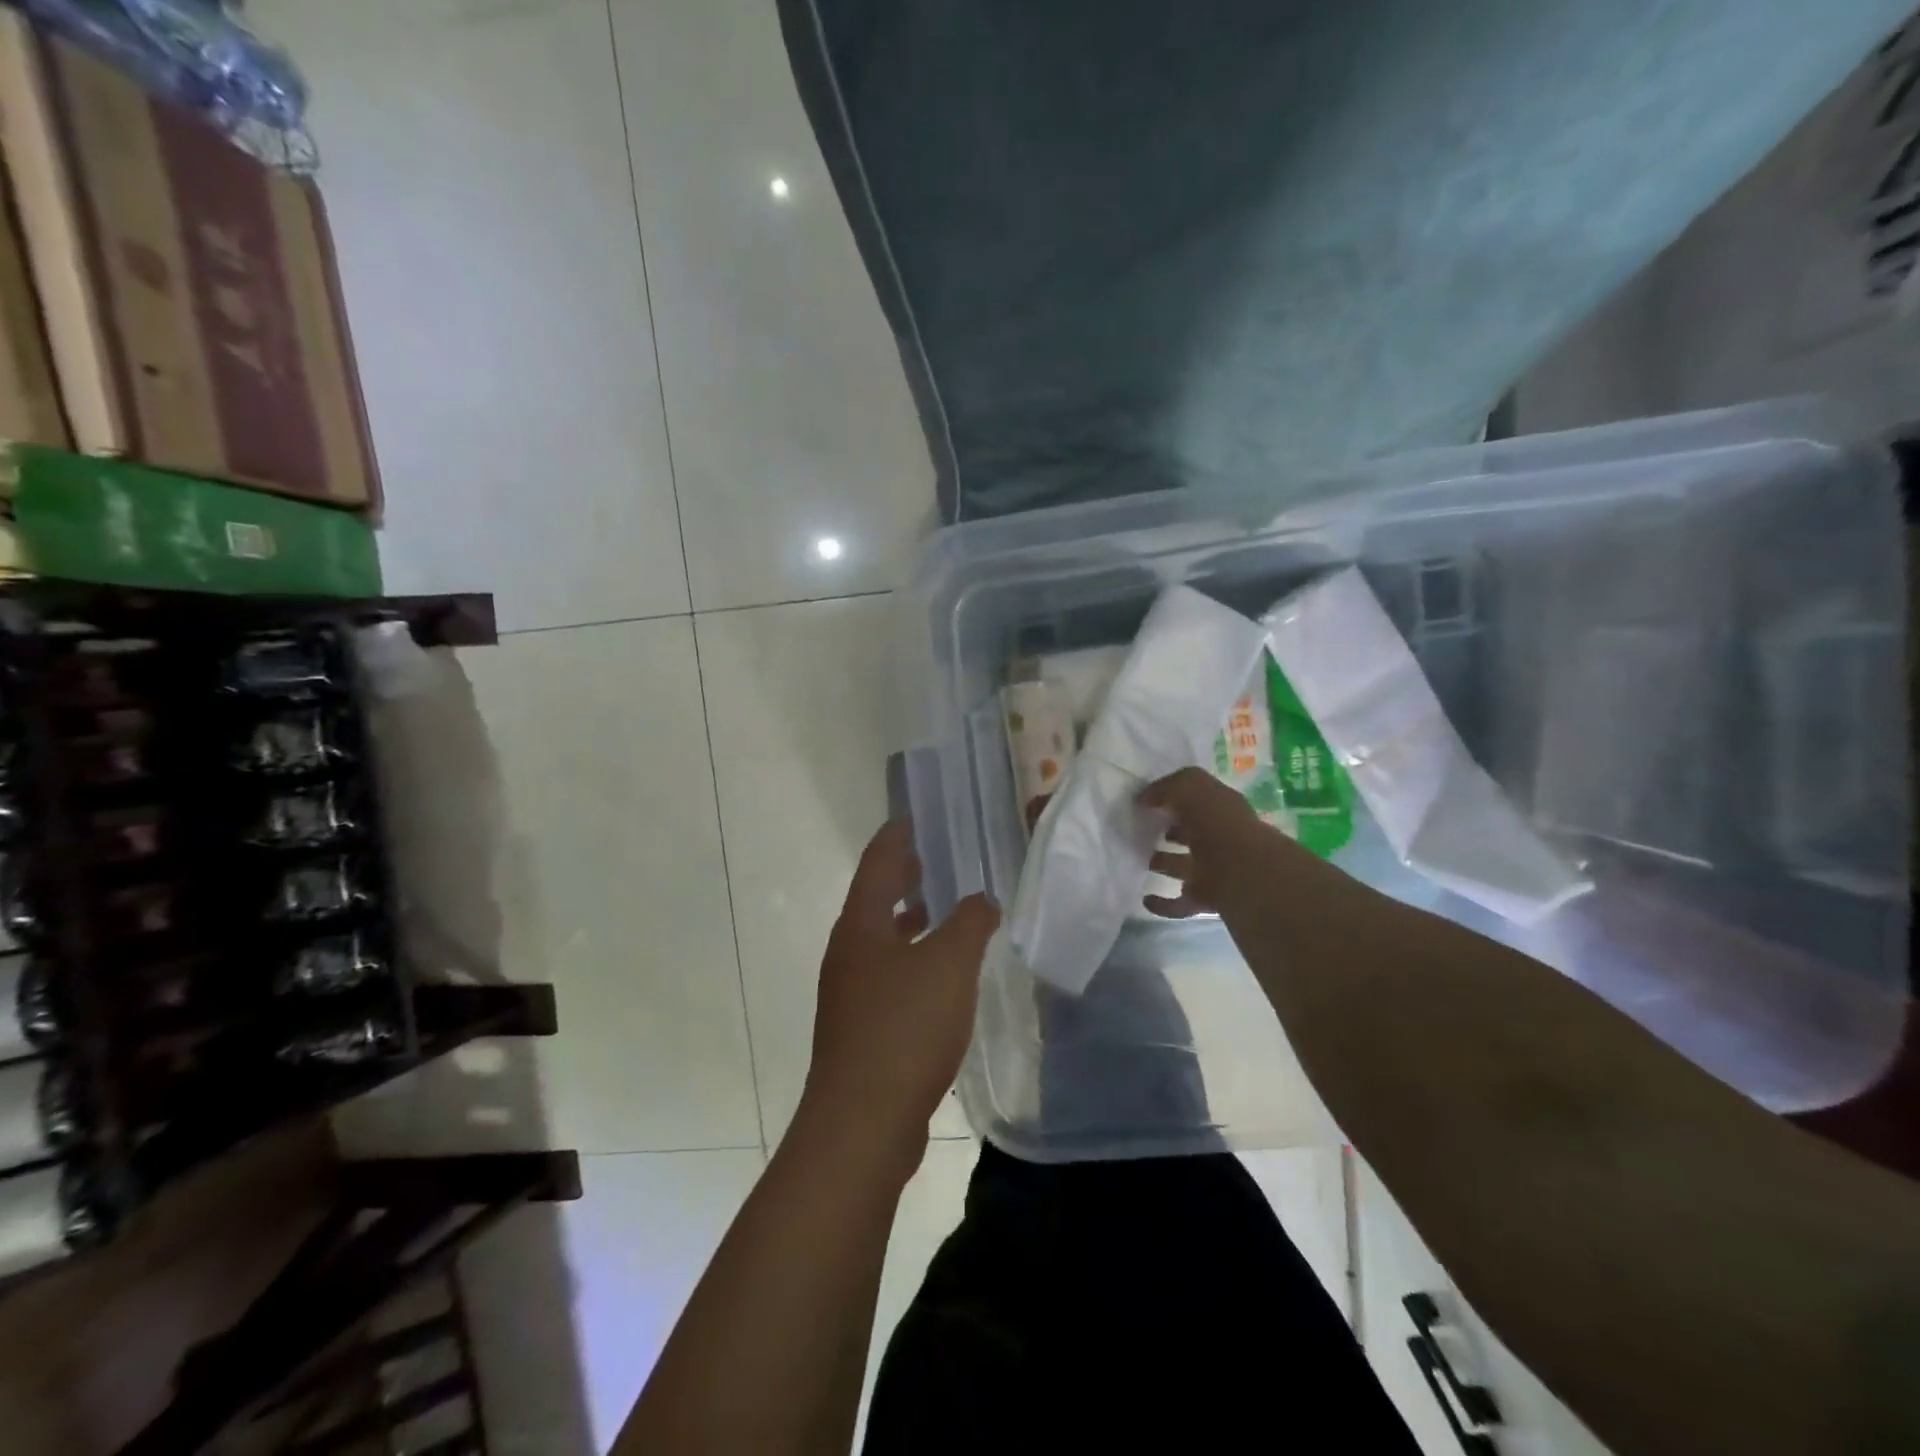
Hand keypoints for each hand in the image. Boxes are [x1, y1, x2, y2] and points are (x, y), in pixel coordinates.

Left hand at [797, 819, 999, 1174]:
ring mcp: (851, 990)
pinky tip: (942, 974)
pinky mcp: (861, 1025)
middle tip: (939, 855)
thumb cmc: (904, 1028)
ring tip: (946, 908)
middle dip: (906, 874)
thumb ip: (970, 923)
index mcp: (861, 924)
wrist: (863, 1122)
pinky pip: (889, 972)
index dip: (898, 834)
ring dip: (911, 918)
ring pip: (883, 937)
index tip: (918, 814)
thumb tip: (982, 899)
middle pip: (876, 897)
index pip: (878, 861)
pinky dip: (914, 957)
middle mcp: (849, 950)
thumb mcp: (949, 965)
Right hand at [1138, 766, 1285, 917]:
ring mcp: (1212, 872)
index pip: (1194, 803)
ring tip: (1136, 860)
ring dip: (1162, 865)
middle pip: (1189, 835)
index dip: (1172, 800)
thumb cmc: (1217, 822)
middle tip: (1138, 831)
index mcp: (1219, 811)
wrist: (1240, 871)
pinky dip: (1163, 904)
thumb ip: (1165, 787)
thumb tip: (1142, 799)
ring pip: (1182, 867)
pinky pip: (1179, 902)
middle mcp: (1218, 840)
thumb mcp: (1190, 786)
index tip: (1145, 804)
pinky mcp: (1204, 899)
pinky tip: (1145, 900)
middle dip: (1168, 833)